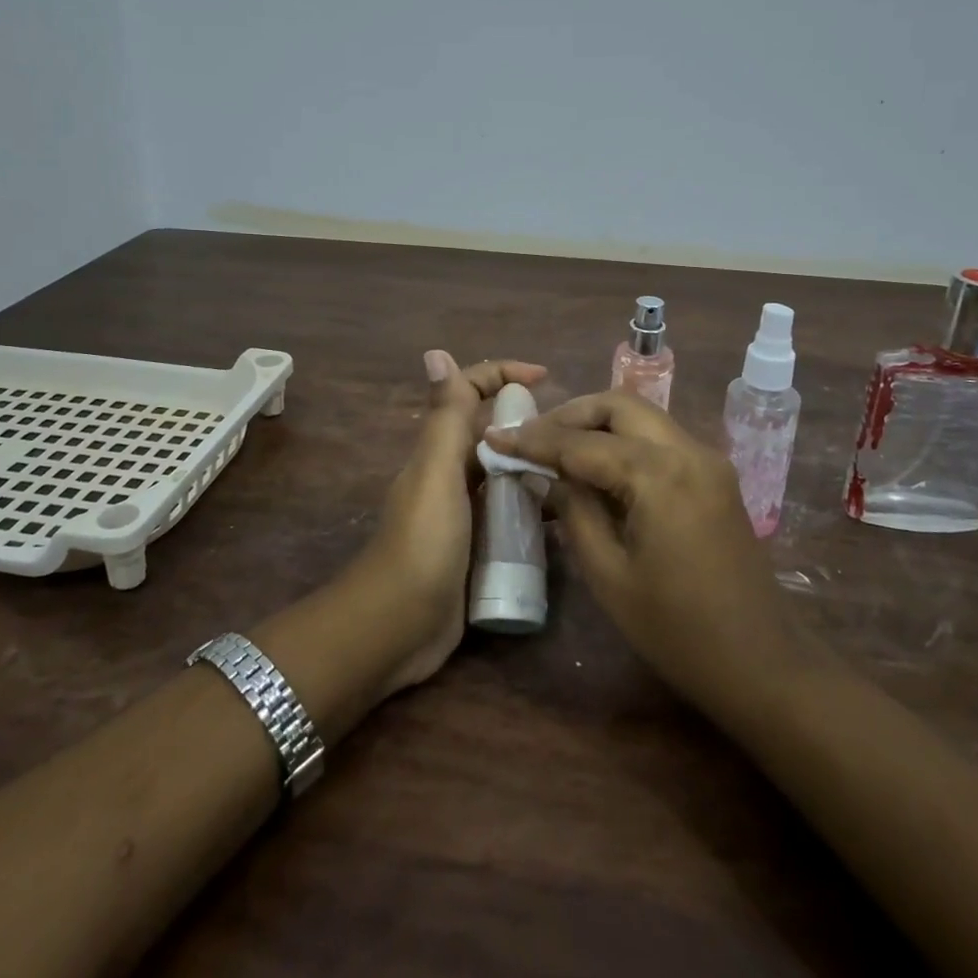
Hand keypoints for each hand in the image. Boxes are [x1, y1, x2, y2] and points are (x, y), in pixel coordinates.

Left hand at [355, 351, 547, 693]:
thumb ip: (444, 417)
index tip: (547, 377)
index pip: (470, 392)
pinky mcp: (478, 547)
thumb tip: (436, 351)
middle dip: (529, 423)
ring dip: (536, 467)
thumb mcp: (436, 473)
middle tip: (576, 435)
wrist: (397, 626)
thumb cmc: (422, 542)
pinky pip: (511, 515)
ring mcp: (465, 512)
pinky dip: (534, 509)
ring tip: (580, 471)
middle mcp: (452, 473)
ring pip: (506, 474)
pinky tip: (564, 517)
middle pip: (493, 432)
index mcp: (440, 449)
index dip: (503, 374)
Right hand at [483, 391, 806, 726]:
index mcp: (660, 474)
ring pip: (642, 416)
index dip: (534, 439)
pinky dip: (623, 441)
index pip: (582, 443)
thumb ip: (574, 511)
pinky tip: (597, 468)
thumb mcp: (609, 574)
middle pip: (619, 405)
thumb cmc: (677, 630)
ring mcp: (707, 460)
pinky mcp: (714, 476)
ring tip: (556, 450)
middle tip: (531, 437)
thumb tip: (546, 473)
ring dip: (597, 424)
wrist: (762, 664)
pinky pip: (659, 440)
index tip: (494, 435)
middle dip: (570, 414)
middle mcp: (688, 450)